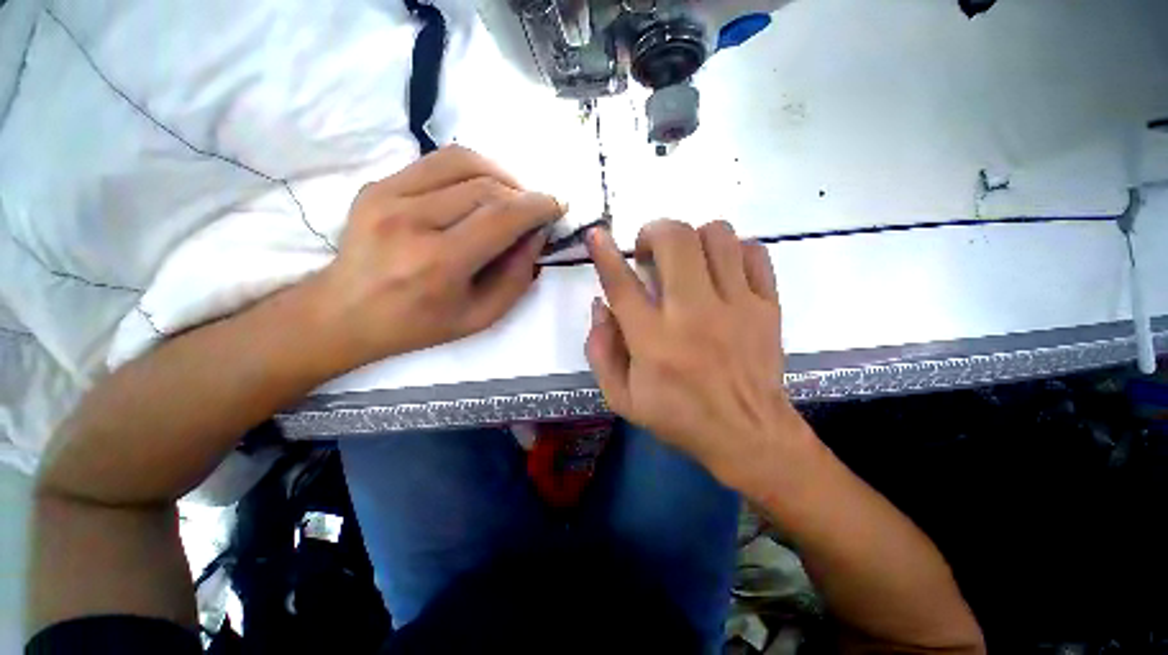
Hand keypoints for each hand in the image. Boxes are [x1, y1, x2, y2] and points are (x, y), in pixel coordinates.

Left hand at [310, 145, 563, 365]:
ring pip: (462, 162)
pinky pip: (437, 161)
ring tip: (511, 197)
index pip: (500, 216)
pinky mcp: (377, 184)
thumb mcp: (482, 316)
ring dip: (500, 175)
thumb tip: (536, 235)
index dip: (537, 206)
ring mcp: (387, 195)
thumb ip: (517, 277)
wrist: (346, 313)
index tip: (557, 206)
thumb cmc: (420, 324)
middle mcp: (411, 221)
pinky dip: (470, 170)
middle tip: (535, 211)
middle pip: (486, 187)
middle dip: (522, 194)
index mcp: (439, 263)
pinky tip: (479, 190)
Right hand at [585, 220, 809, 489]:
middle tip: (649, 251)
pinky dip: (732, 250)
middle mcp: (694, 314)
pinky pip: (753, 252)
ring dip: (692, 238)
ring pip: (717, 235)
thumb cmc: (679, 417)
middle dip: (654, 231)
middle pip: (675, 240)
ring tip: (686, 260)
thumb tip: (601, 306)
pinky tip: (721, 270)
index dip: (605, 253)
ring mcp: (737, 306)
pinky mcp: (767, 306)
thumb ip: (600, 350)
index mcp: (653, 341)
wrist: (749, 435)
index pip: (622, 284)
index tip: (597, 233)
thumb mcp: (622, 397)